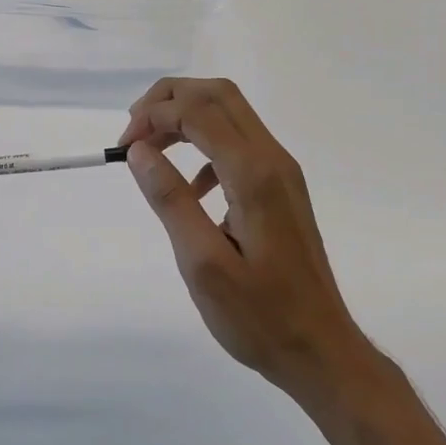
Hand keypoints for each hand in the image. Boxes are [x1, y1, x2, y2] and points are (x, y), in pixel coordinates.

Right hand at [121, 77, 367, 398]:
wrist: (322, 349)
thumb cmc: (259, 316)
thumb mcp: (202, 263)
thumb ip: (170, 200)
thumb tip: (139, 150)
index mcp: (253, 174)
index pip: (197, 111)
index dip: (153, 115)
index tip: (122, 147)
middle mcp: (273, 160)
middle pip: (218, 95)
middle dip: (169, 99)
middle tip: (133, 129)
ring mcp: (282, 172)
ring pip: (230, 114)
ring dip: (186, 117)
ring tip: (150, 149)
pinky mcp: (282, 188)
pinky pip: (239, 144)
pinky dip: (205, 146)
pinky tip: (191, 189)